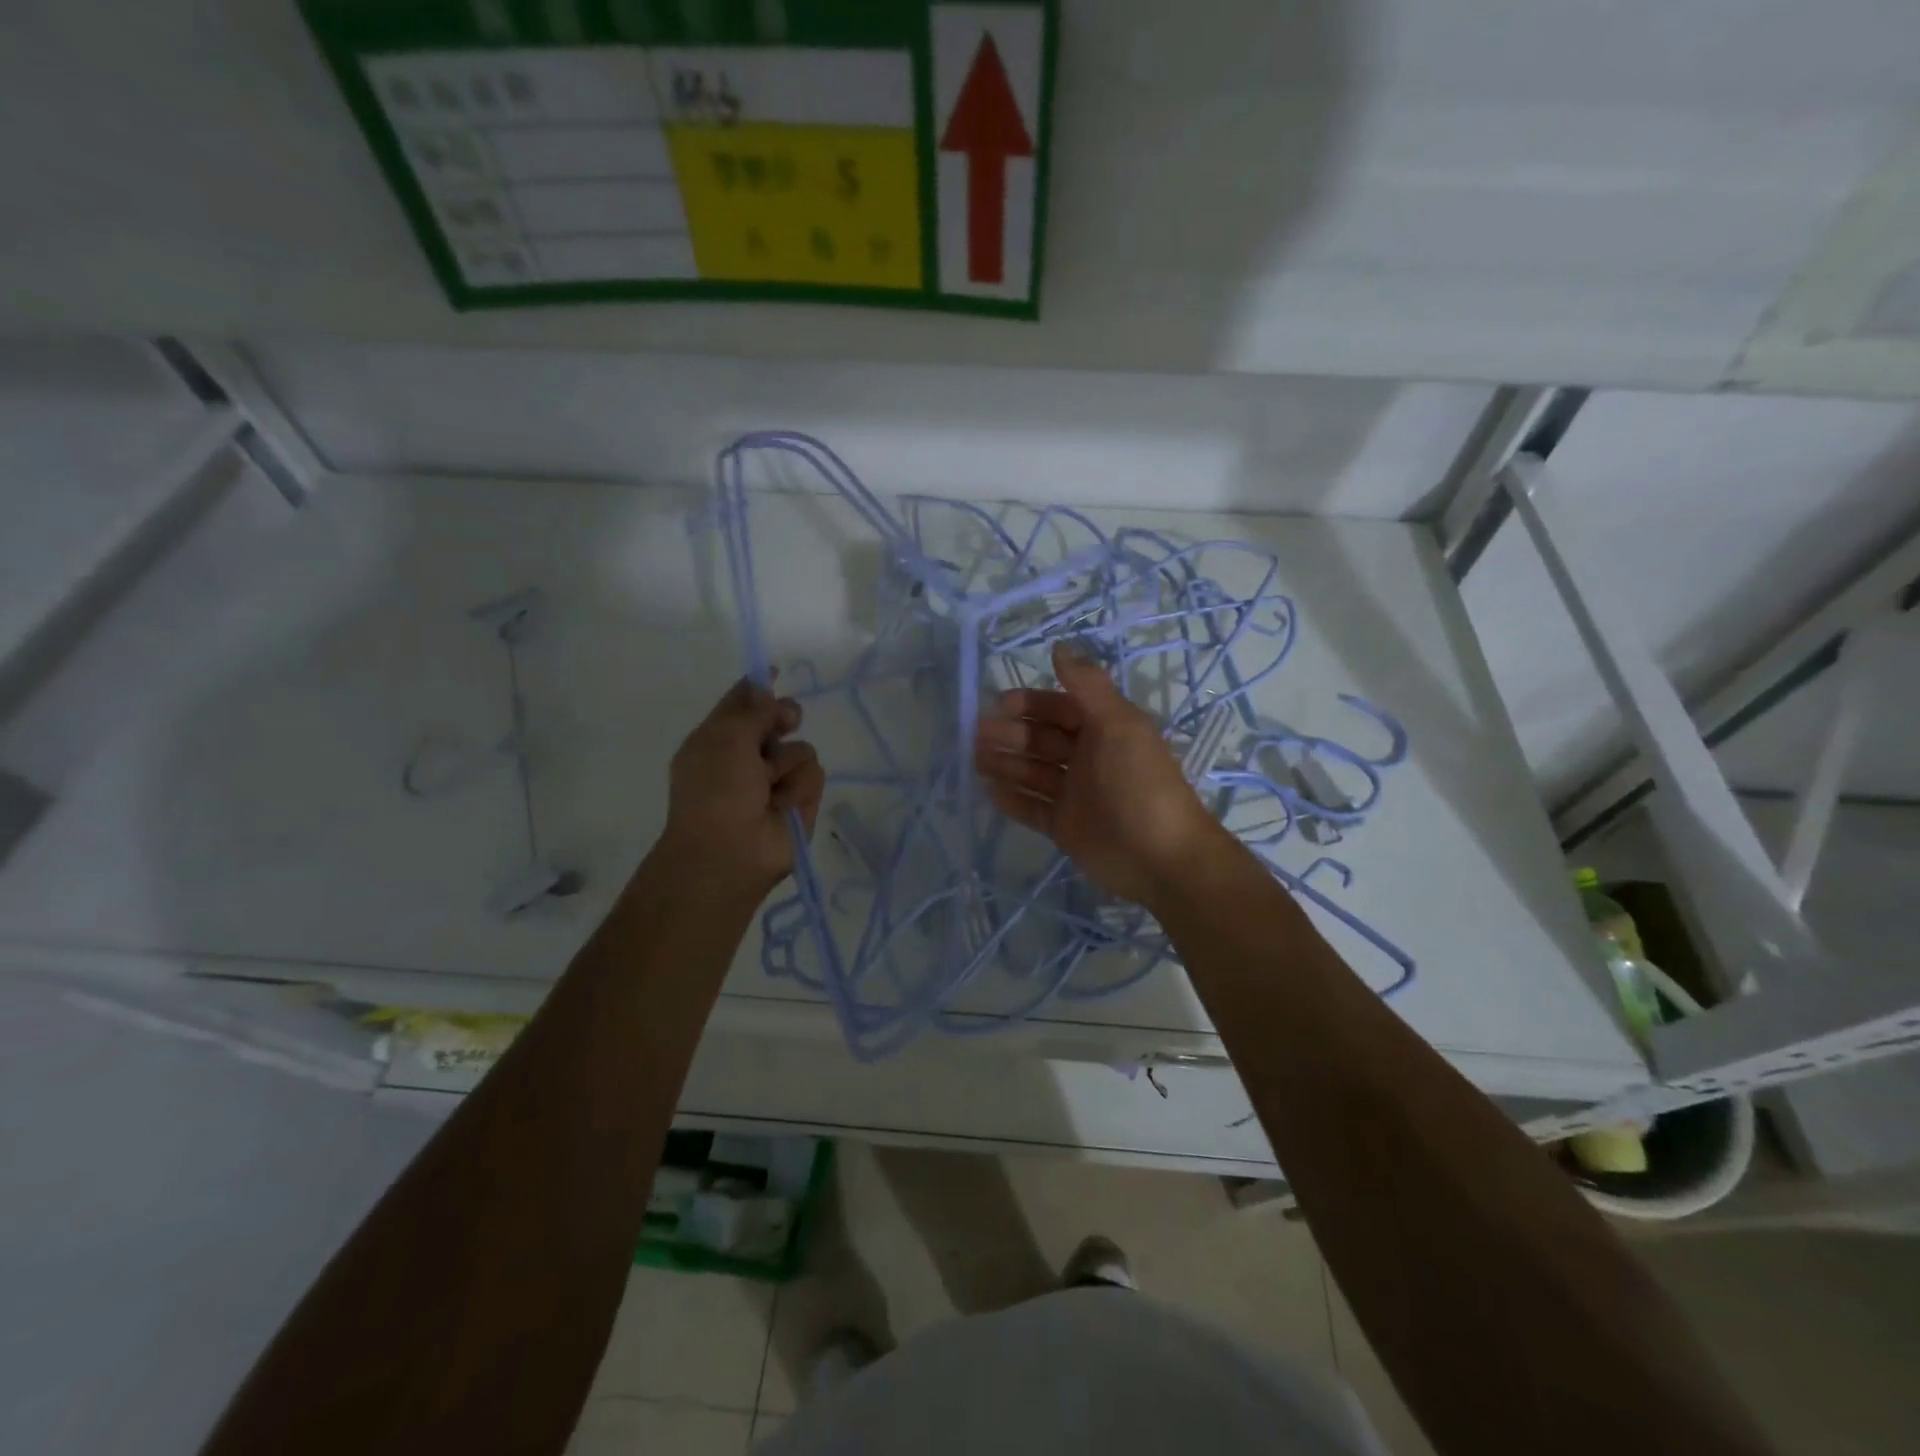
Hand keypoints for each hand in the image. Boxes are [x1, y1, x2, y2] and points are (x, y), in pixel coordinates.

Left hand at [659, 677, 824, 899]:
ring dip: (786, 765)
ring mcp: (777, 781)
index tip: (774, 671)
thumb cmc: (715, 791)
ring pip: (802, 749)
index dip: (758, 688)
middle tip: (786, 722)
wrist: (728, 853)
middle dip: (784, 718)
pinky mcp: (801, 802)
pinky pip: (814, 776)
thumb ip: (752, 709)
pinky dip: (798, 788)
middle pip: (779, 721)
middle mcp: (748, 757)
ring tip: (769, 788)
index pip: (742, 704)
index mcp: (719, 739)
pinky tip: (783, 806)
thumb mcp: (724, 738)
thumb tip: (768, 690)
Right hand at [973, 644, 1231, 908]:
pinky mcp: (1066, 827)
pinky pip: (1033, 808)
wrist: (1161, 858)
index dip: (1030, 704)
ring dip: (1005, 764)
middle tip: (976, 735)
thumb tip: (1059, 646)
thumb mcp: (1118, 725)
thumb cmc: (1139, 784)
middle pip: (1042, 740)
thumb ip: (1087, 686)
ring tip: (973, 760)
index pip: (1061, 709)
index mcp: (1105, 730)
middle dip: (1011, 734)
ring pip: (1033, 773)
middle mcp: (1089, 759)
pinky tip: (987, 790)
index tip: (997, 704)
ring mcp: (1076, 795)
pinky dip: (1012, 799)